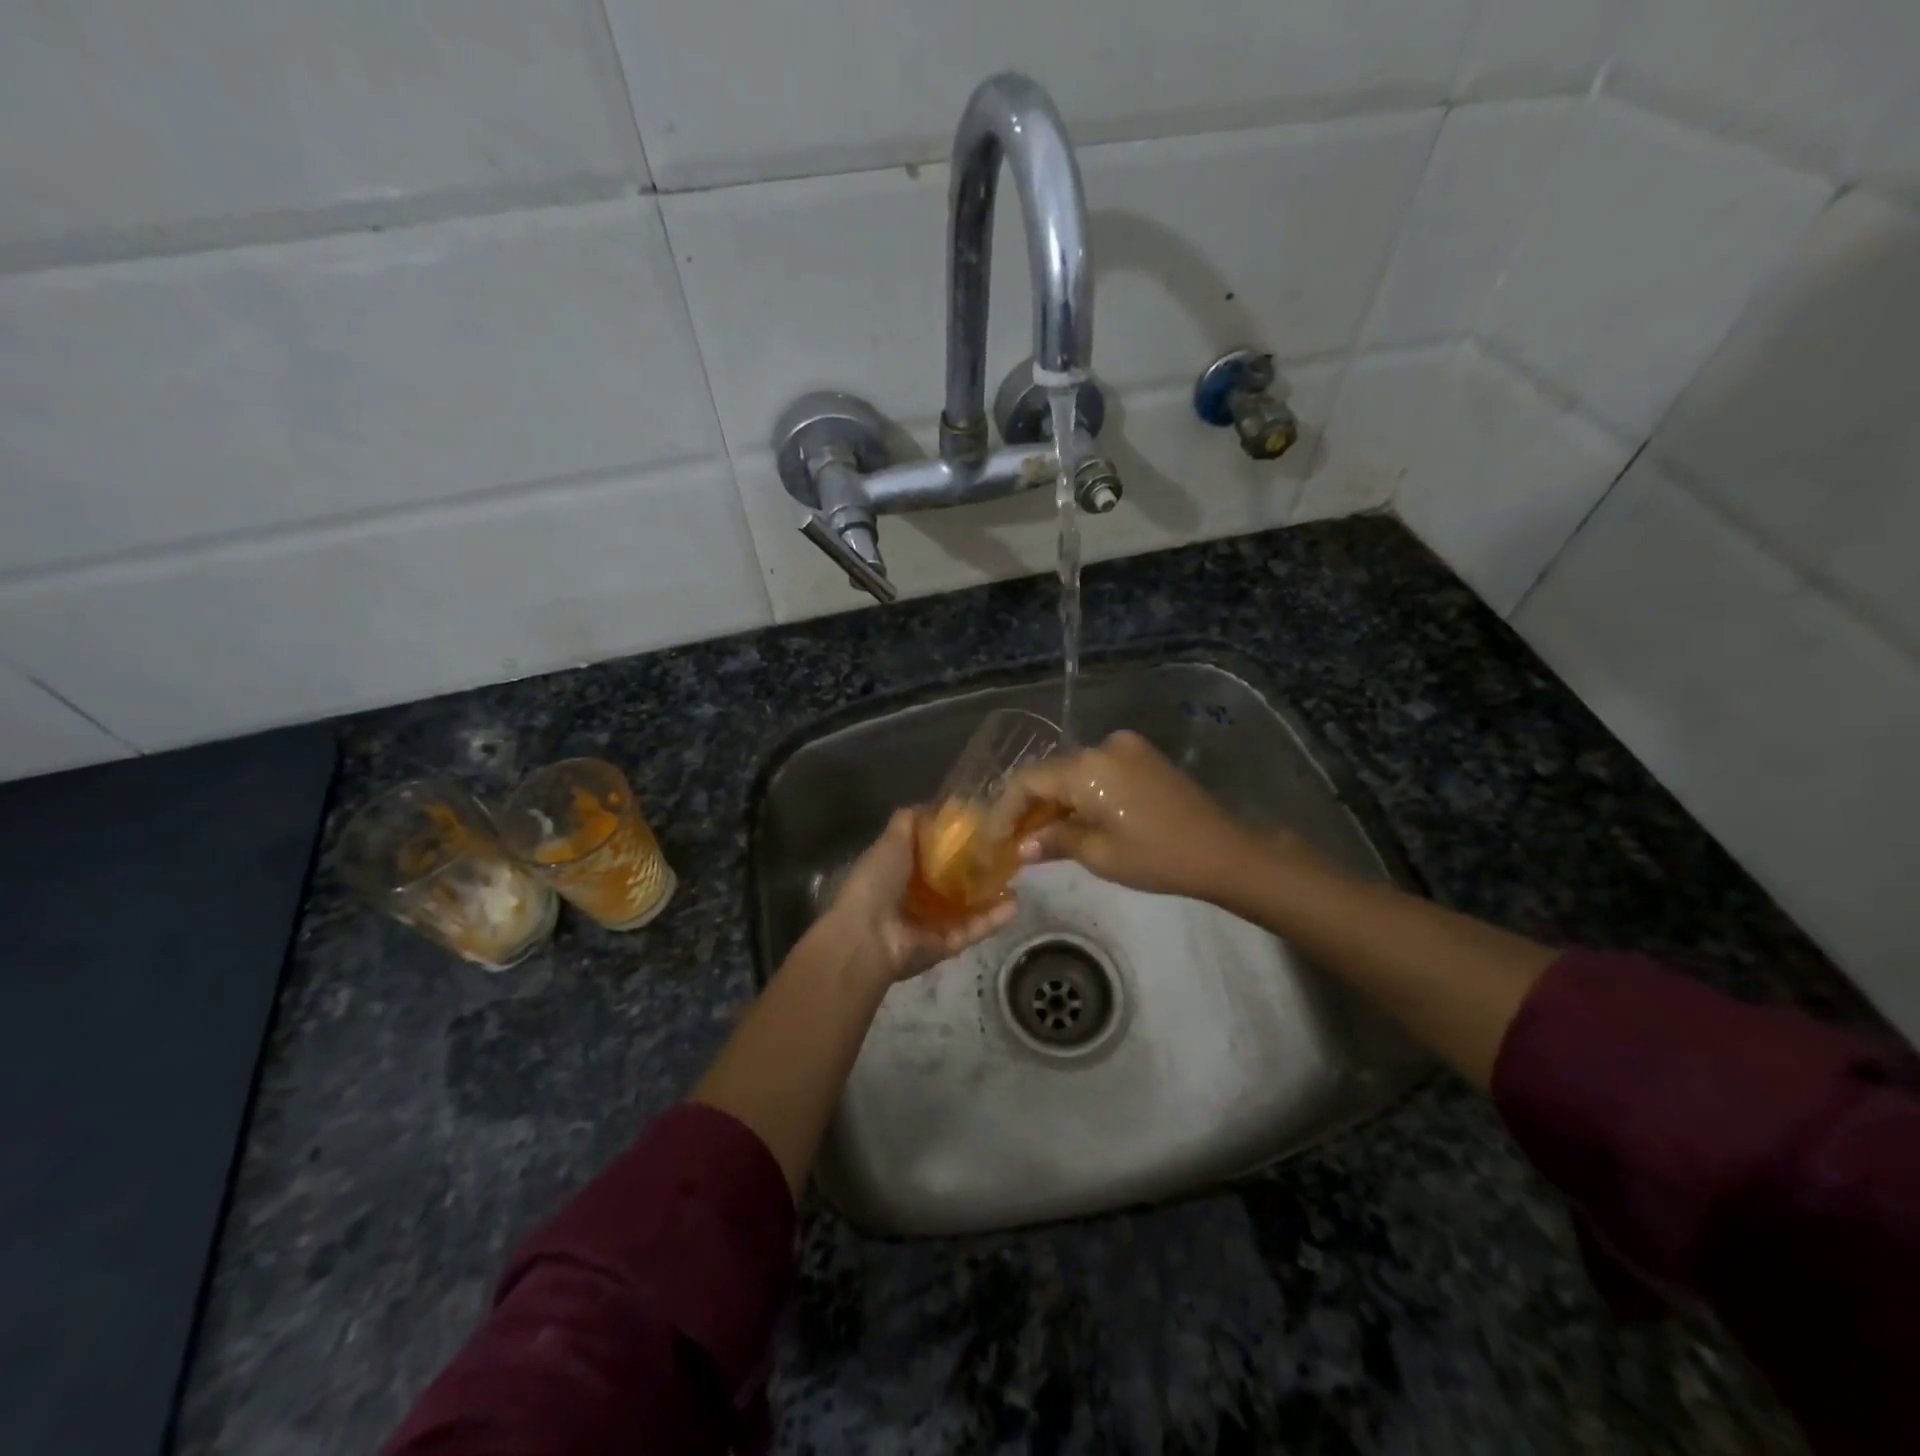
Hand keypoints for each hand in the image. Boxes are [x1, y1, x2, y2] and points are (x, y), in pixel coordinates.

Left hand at [820, 810, 1015, 986]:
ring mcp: (932, 923)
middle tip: (1008, 851)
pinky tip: (1015, 903)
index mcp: (899, 871)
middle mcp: (915, 897)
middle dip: (978, 868)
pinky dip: (993, 919)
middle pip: (953, 880)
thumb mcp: (891, 841)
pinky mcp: (946, 945)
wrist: (867, 936)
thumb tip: (928, 805)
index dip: (955, 840)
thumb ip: (908, 822)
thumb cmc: (877, 882)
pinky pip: (973, 929)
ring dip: (992, 894)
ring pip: (968, 906)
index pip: (932, 853)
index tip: (983, 825)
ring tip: (1019, 877)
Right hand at [1005, 730, 1265, 899]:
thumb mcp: (1100, 855)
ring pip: (1073, 772)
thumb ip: (1054, 841)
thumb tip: (1021, 846)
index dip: (1006, 810)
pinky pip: (1097, 771)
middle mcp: (1102, 746)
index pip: (1028, 781)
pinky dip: (1081, 794)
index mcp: (1087, 768)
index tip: (994, 840)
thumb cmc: (1157, 857)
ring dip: (1056, 802)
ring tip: (1042, 837)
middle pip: (1050, 773)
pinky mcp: (1143, 756)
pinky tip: (1076, 821)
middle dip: (1030, 807)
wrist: (1224, 851)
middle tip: (1014, 842)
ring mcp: (1126, 747)